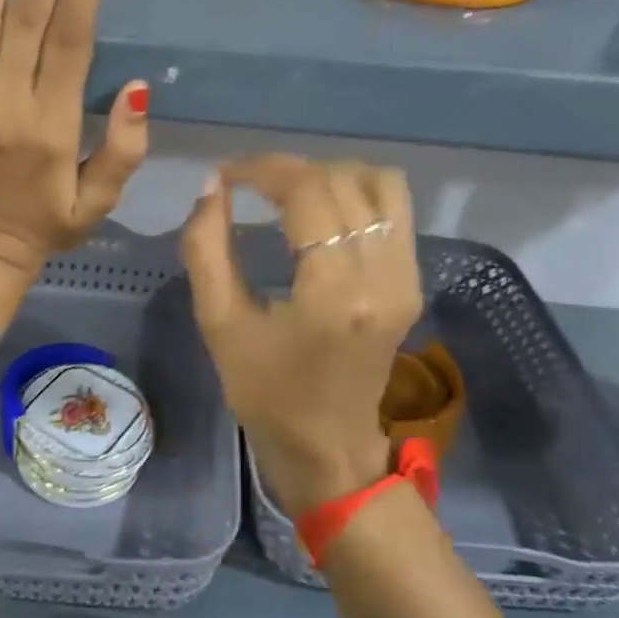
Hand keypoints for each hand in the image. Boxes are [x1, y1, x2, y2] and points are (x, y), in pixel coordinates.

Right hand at [181, 156, 422, 516]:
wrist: (329, 448)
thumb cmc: (265, 394)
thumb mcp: (219, 323)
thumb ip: (206, 249)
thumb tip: (213, 188)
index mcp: (334, 293)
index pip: (307, 192)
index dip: (262, 169)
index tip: (227, 174)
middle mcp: (382, 275)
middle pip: (341, 181)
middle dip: (288, 169)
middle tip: (247, 182)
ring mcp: (406, 277)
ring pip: (379, 183)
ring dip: (328, 174)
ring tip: (287, 191)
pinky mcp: (412, 281)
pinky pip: (395, 208)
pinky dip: (357, 191)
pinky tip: (321, 210)